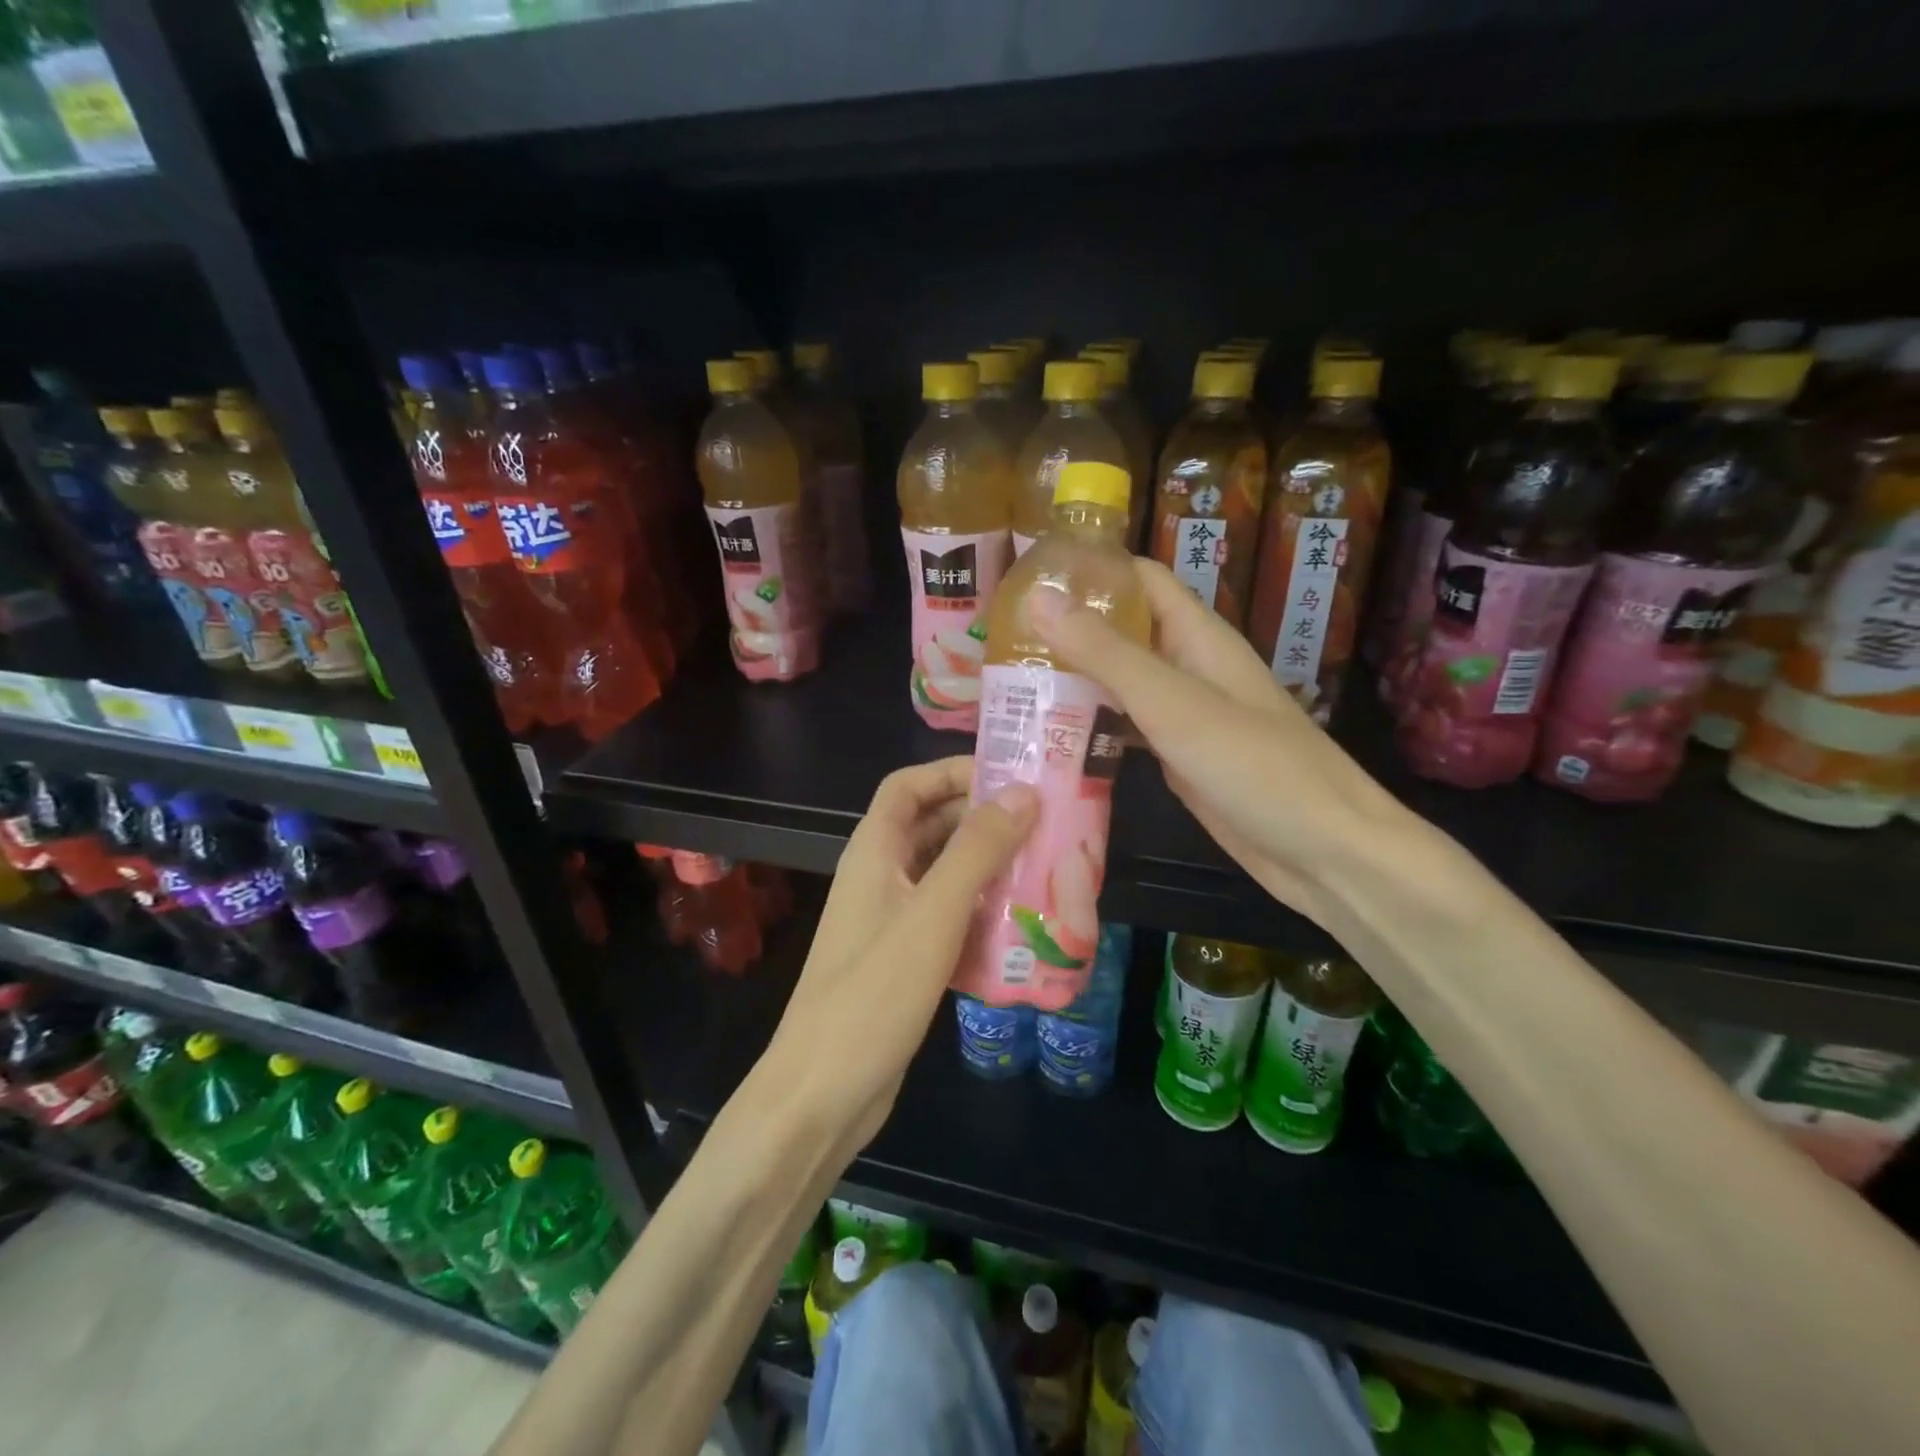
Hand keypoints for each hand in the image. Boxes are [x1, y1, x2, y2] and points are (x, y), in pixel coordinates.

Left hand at [762, 757, 1036, 1160]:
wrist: (824, 1093)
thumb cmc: (874, 993)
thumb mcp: (932, 913)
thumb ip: (976, 850)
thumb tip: (1022, 792)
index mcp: (874, 851)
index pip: (908, 785)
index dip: (952, 771)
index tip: (1009, 775)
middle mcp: (881, 876)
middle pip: (933, 826)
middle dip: (984, 818)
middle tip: (1045, 822)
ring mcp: (892, 920)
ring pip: (945, 874)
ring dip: (989, 867)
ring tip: (1047, 867)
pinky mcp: (906, 959)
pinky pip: (949, 917)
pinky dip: (982, 912)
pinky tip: (1023, 924)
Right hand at [1030, 557, 1406, 927]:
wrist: (1325, 853)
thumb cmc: (1256, 766)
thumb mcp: (1174, 703)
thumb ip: (1107, 654)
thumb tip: (1039, 599)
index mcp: (1197, 637)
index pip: (1140, 579)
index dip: (1090, 569)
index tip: (1027, 575)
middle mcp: (1188, 668)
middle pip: (1123, 631)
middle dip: (1067, 628)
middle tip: (999, 638)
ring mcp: (1183, 716)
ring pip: (1118, 683)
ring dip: (1072, 679)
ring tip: (1008, 681)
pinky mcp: (1176, 759)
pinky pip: (1124, 730)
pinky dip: (1089, 727)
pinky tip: (1046, 736)